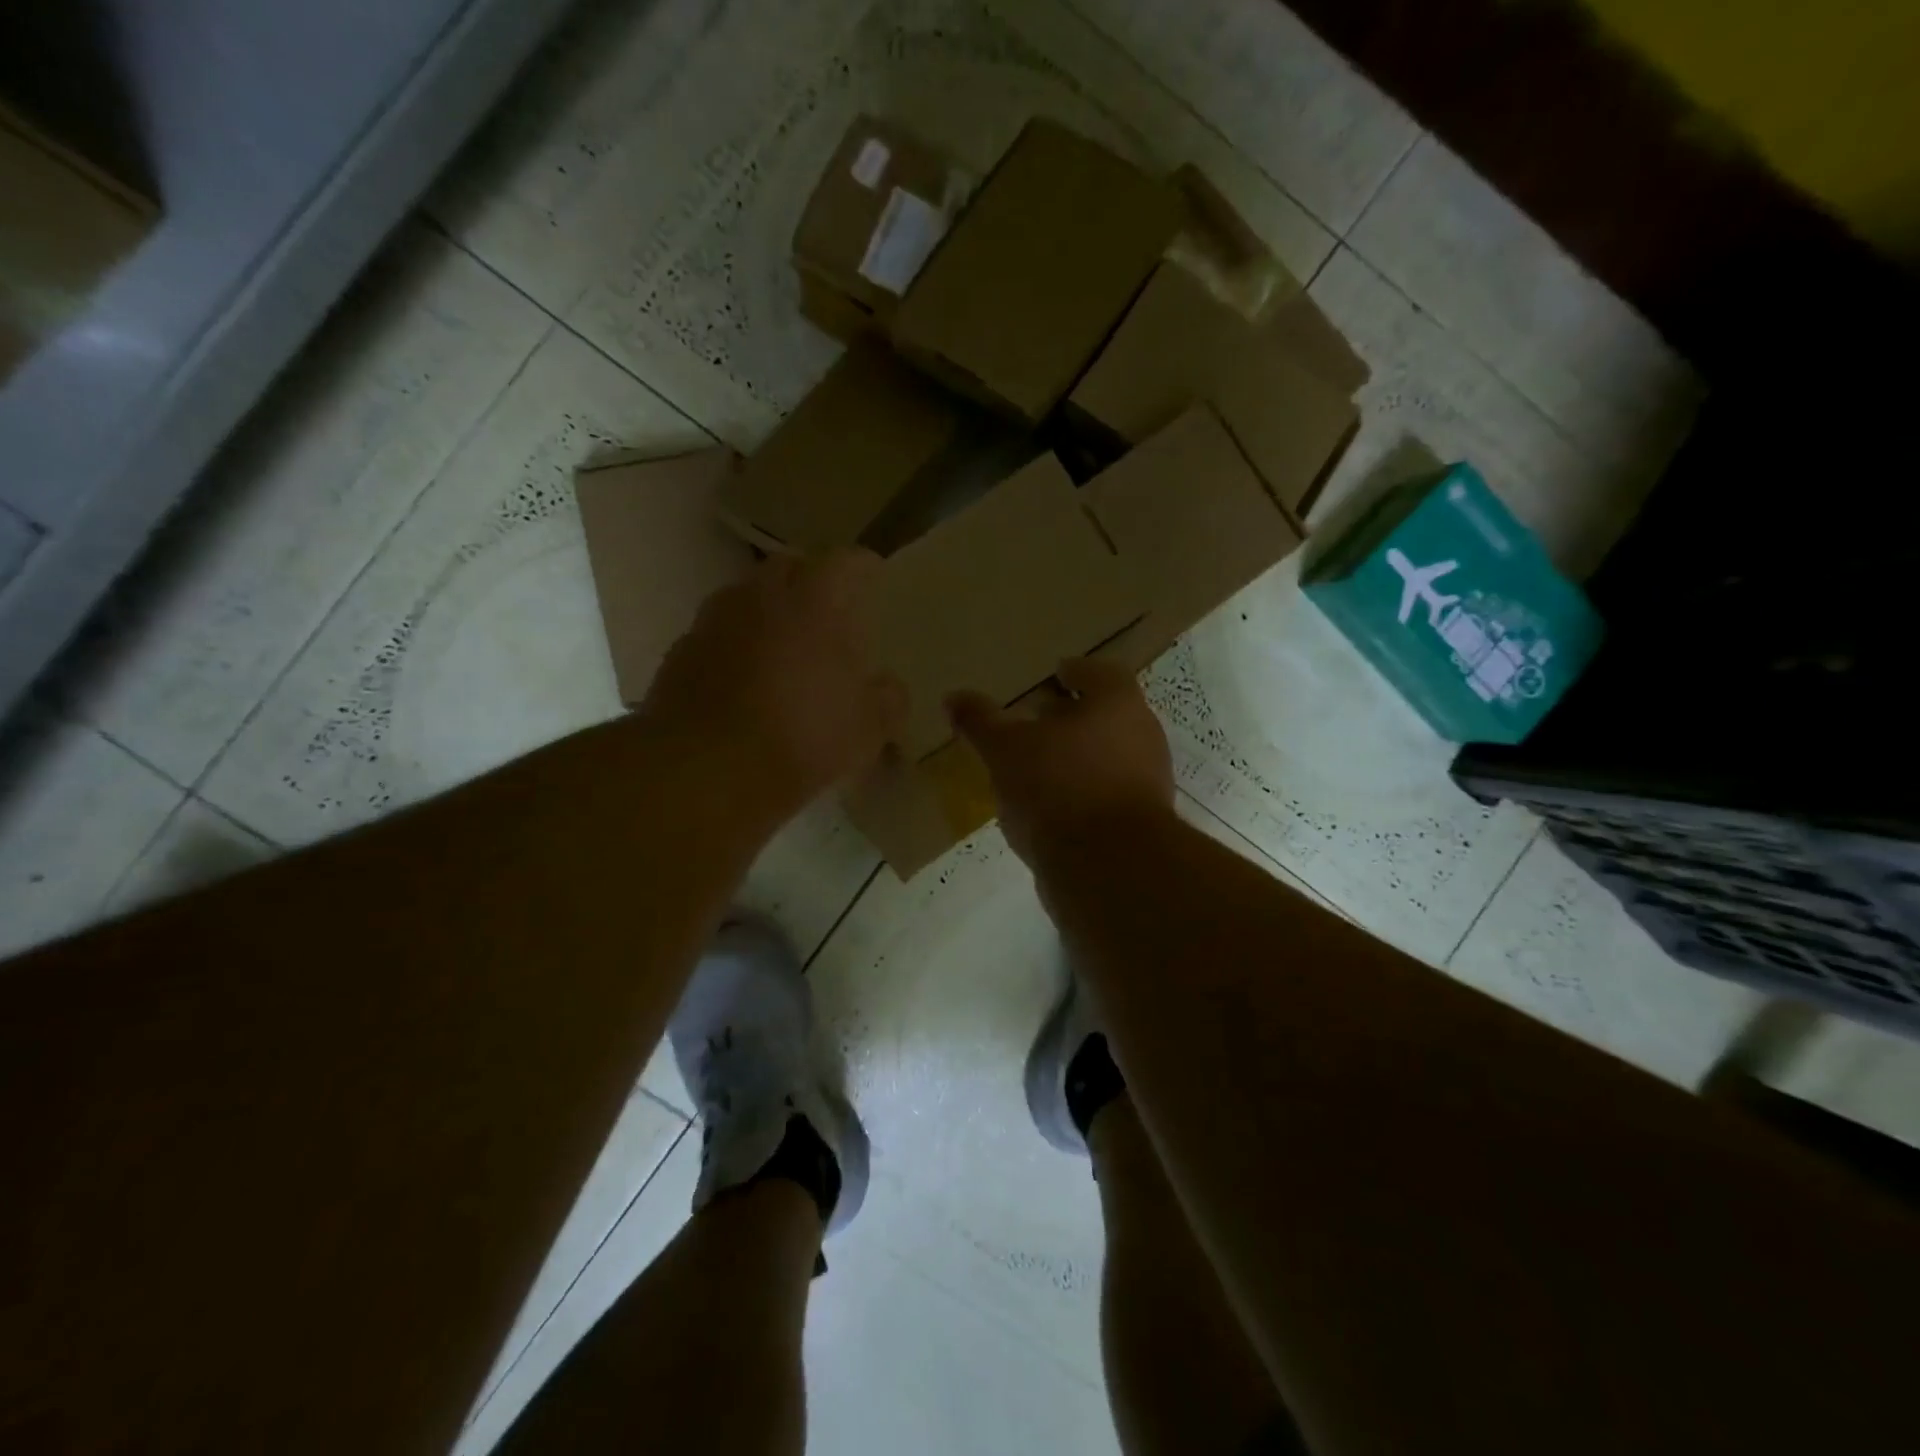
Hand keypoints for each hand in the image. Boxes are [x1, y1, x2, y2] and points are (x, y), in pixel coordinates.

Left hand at [640, 549, 906, 827]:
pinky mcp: (680, 653)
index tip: (873, 574)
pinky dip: (736, 644)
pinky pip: (717, 634)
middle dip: (809, 578)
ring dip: (767, 610)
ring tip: (784, 641)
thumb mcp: (868, 728)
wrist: (706, 769)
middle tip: (827, 606)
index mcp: (813, 602)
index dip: (862, 565)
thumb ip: (888, 699)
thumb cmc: (802, 736)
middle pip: (787, 566)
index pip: (844, 561)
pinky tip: (746, 677)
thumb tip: (888, 687)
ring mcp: (714, 622)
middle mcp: (760, 597)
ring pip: (745, 597)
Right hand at [947, 657, 1175, 864]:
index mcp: (1118, 704)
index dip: (1075, 672)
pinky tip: (1050, 806)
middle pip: (1106, 715)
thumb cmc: (1058, 788)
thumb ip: (981, 721)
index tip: (1055, 675)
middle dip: (1072, 716)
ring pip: (1108, 755)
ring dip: (1076, 756)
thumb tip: (953, 697)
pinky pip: (1106, 793)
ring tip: (1037, 765)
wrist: (1108, 868)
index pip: (1099, 673)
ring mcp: (1147, 781)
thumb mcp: (1005, 750)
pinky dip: (1081, 791)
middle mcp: (1142, 735)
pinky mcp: (1140, 823)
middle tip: (1037, 719)